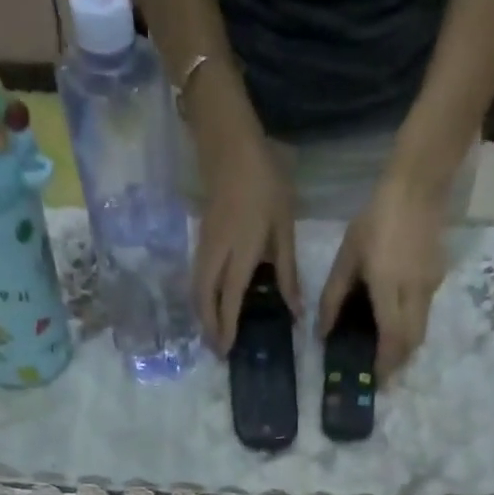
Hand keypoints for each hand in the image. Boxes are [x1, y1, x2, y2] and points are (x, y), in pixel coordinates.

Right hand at [194, 136, 300, 351]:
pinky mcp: (201, 240)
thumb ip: (287, 271)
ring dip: (202, 314)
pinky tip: (211, 305)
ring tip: (212, 334)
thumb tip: (296, 311)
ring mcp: (205, 246)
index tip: (226, 350)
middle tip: (217, 350)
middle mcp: (217, 254)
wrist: (230, 144)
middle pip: (204, 299)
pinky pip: (197, 277)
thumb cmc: (264, 182)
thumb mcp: (284, 227)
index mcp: (241, 252)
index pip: (230, 298)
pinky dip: (201, 298)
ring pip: (197, 289)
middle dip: (208, 327)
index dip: (226, 326)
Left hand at [318, 170, 449, 378]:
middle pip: (412, 343)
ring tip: (387, 355)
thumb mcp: (347, 256)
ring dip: (405, 347)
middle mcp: (414, 293)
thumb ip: (334, 297)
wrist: (420, 183)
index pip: (392, 339)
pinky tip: (396, 322)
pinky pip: (425, 313)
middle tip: (382, 374)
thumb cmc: (377, 218)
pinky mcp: (438, 278)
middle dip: (398, 363)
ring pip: (421, 331)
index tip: (376, 381)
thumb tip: (324, 333)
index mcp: (389, 288)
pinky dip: (411, 327)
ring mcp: (430, 286)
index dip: (385, 364)